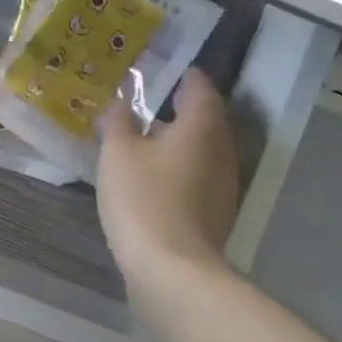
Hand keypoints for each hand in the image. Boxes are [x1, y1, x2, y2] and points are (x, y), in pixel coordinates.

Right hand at [97, 69, 238, 289]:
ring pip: (204, 150)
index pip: (201, 88)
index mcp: (202, 126)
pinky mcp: (216, 213)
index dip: (185, 76)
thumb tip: (119, 102)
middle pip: (207, 119)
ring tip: (148, 137)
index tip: (167, 69)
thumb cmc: (144, 199)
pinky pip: (199, 176)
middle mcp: (222, 150)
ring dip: (181, 141)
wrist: (172, 271)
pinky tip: (156, 175)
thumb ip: (118, 121)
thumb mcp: (118, 153)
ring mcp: (223, 185)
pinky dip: (181, 167)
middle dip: (182, 109)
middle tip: (151, 101)